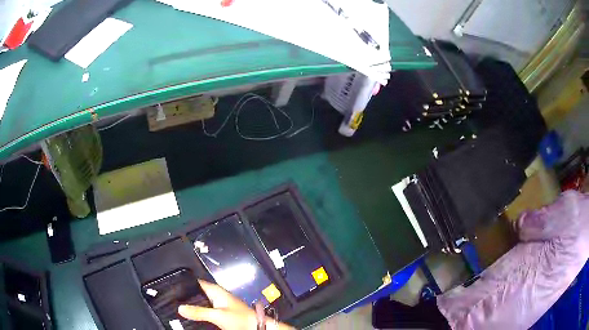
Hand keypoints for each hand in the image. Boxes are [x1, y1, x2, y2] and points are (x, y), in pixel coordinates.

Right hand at [178, 280, 294, 329]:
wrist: (256, 328)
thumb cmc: (240, 319)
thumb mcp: (218, 315)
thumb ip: (199, 311)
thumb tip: (180, 307)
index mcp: (215, 291)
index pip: (196, 283)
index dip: (184, 285)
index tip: (171, 288)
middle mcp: (216, 297)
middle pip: (196, 295)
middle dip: (186, 299)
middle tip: (171, 301)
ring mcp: (218, 307)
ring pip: (200, 305)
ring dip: (192, 308)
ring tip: (177, 310)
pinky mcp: (220, 316)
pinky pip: (205, 313)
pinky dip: (198, 314)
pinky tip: (190, 318)